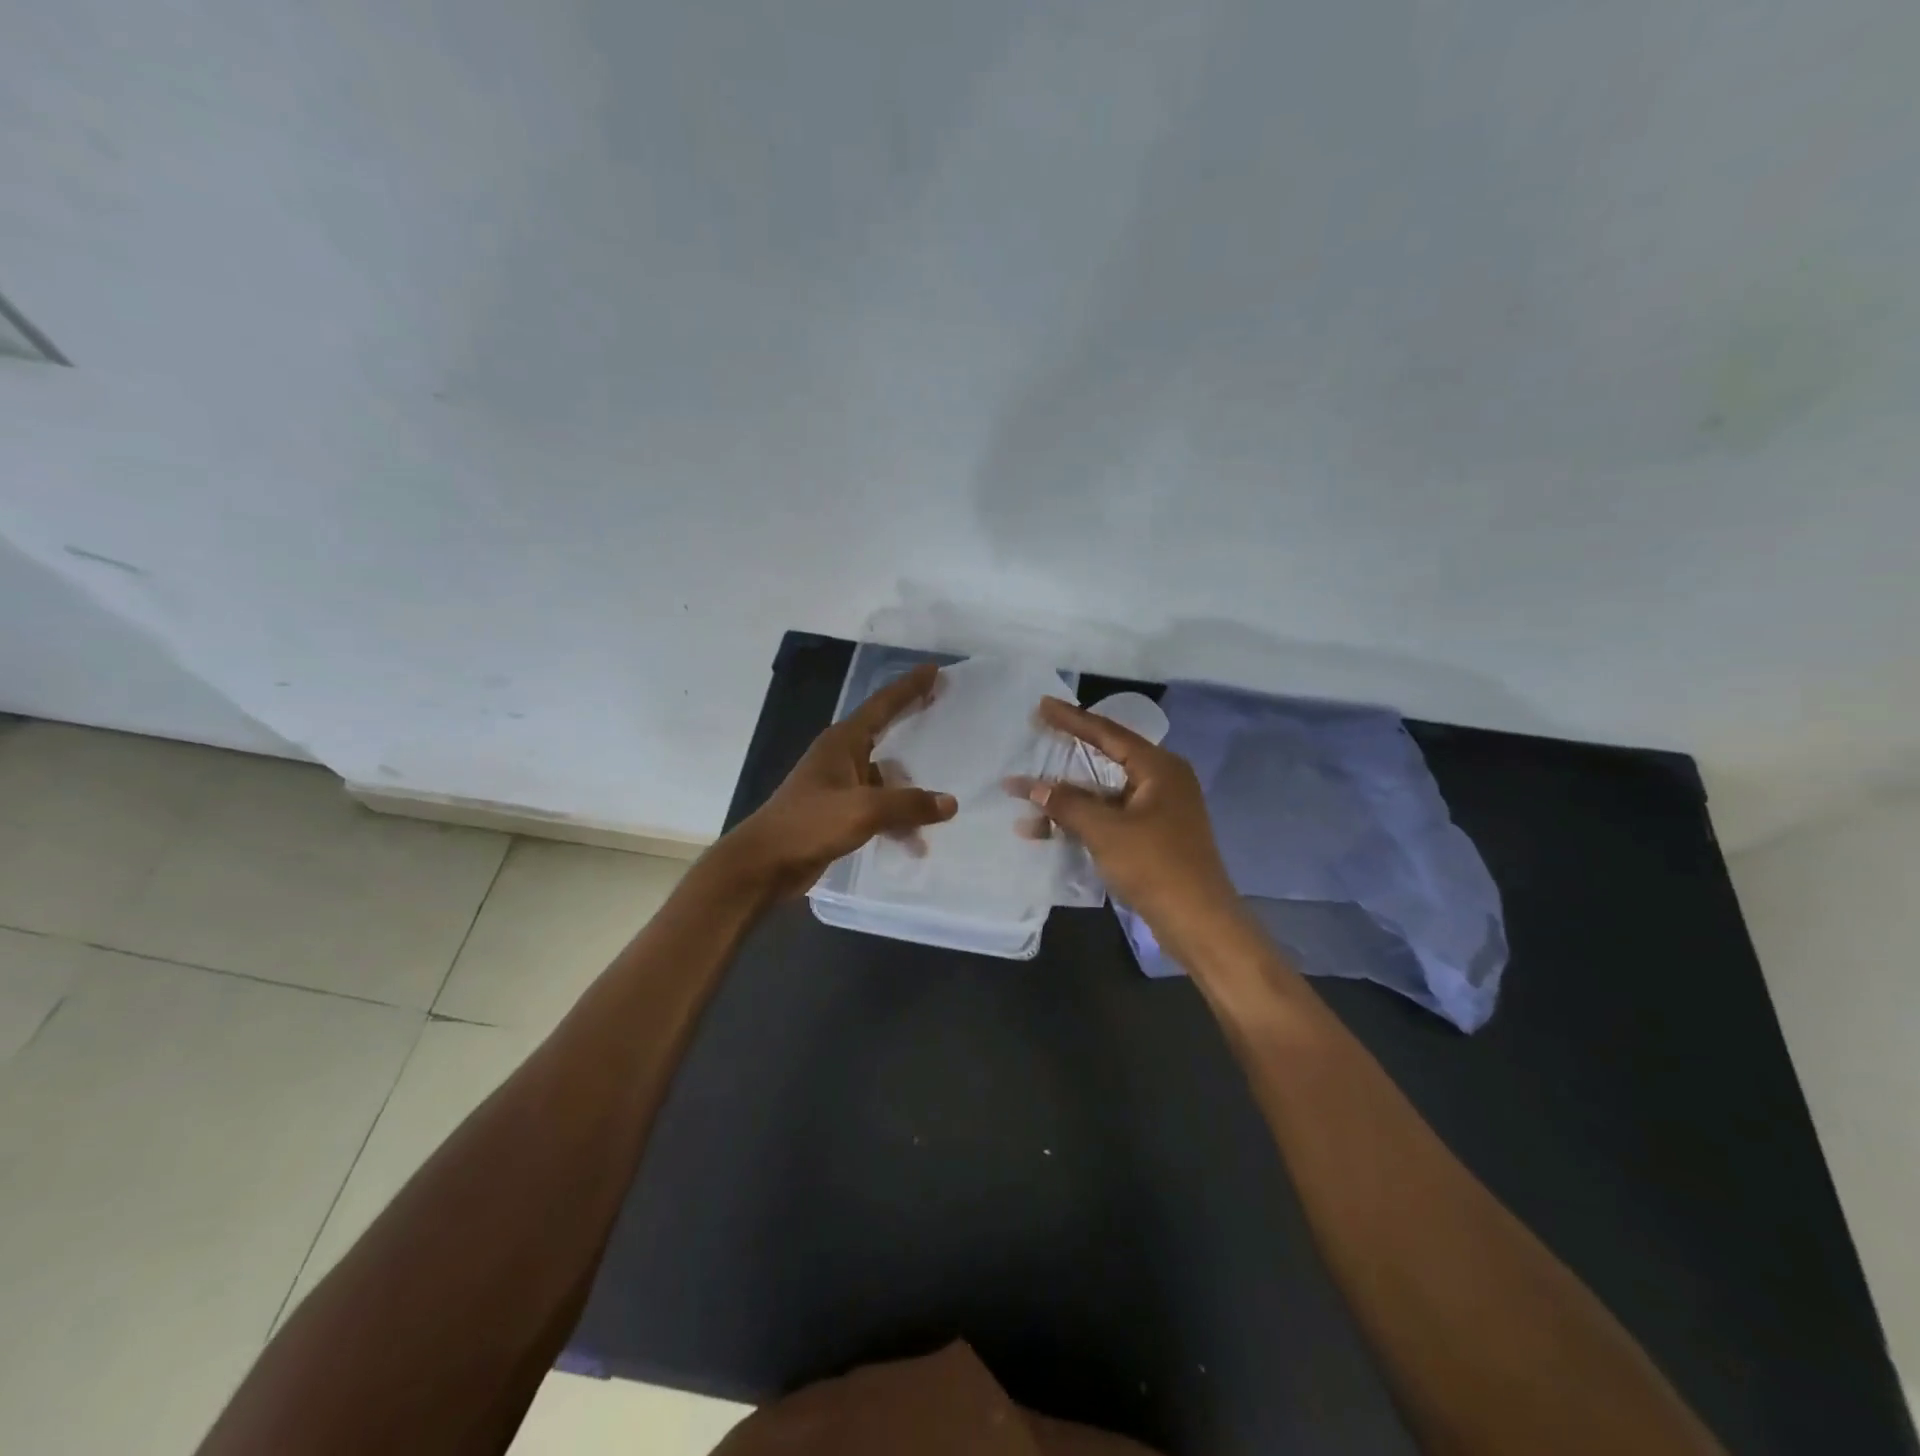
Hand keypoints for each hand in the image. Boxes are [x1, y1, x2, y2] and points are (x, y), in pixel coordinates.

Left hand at [718, 662, 957, 900]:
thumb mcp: (864, 810)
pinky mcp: (838, 813)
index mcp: (843, 742)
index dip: (910, 687)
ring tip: (942, 808)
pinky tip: (914, 844)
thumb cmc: (809, 824)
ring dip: (910, 793)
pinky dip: (896, 821)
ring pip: (885, 779)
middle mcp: (841, 757)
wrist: (764, 863)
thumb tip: (949, 803)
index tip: (934, 670)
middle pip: (886, 732)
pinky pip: (878, 808)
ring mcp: (839, 786)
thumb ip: (908, 804)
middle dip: (913, 722)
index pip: (883, 705)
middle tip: (942, 706)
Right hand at [1023, 698, 1241, 952]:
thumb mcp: (1106, 831)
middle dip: (1066, 757)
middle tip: (1035, 736)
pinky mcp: (1151, 837)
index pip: (1108, 734)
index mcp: (1159, 768)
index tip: (1042, 705)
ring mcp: (1157, 811)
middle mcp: (1161, 782)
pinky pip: (1109, 817)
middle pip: (1105, 760)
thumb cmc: (1155, 866)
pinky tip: (1046, 830)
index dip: (1072, 719)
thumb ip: (1066, 804)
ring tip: (1023, 797)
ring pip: (1103, 794)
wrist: (1198, 922)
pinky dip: (1081, 821)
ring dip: (1066, 799)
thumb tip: (1032, 787)